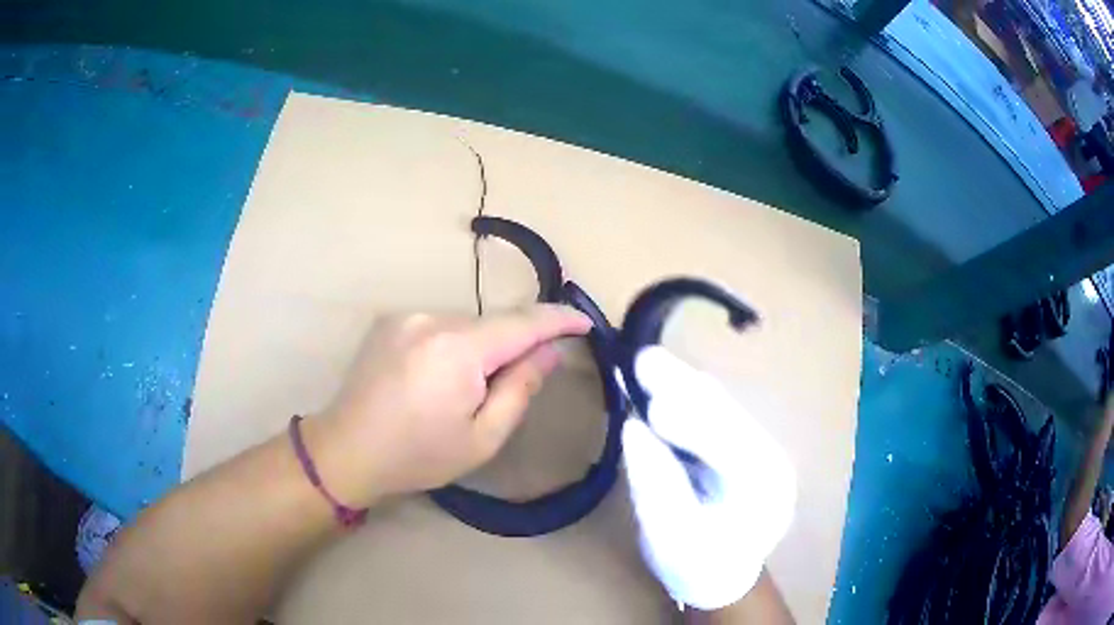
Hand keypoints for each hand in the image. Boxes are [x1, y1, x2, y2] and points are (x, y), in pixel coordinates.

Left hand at [312, 305, 589, 507]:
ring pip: (466, 324)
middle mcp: (431, 319)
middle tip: (515, 383)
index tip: (584, 322)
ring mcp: (407, 316)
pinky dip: (455, 345)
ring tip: (464, 390)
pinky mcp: (390, 321)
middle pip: (492, 323)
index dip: (558, 319)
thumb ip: (520, 389)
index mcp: (457, 349)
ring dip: (481, 347)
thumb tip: (548, 351)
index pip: (522, 322)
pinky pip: (440, 326)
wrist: (347, 450)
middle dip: (513, 346)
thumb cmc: (418, 455)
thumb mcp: (482, 438)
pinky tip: (438, 378)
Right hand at [621, 347, 796, 610]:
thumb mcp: (671, 540)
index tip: (651, 408)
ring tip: (648, 365)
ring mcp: (760, 448)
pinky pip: (713, 413)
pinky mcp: (742, 444)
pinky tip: (661, 386)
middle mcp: (771, 458)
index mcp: (765, 490)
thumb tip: (632, 428)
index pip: (731, 446)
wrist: (724, 577)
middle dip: (685, 388)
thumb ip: (655, 486)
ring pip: (721, 407)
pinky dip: (684, 398)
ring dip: (683, 386)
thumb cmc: (698, 568)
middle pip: (728, 414)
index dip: (693, 422)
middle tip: (644, 361)